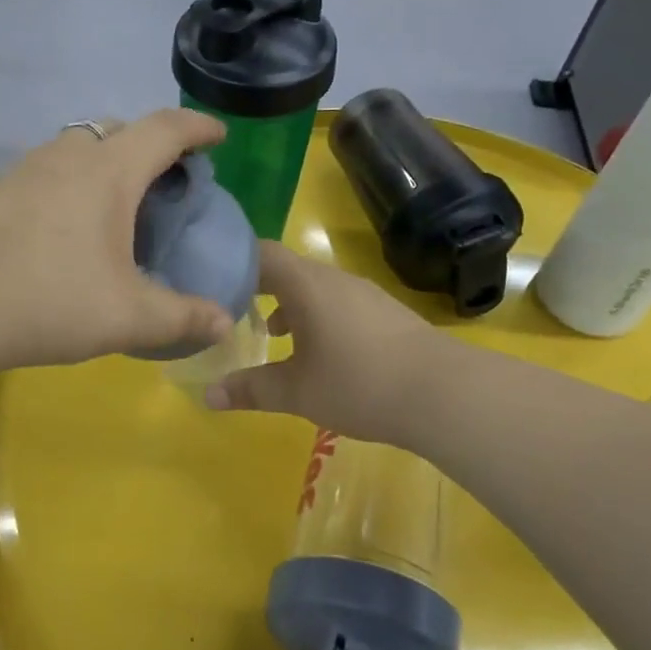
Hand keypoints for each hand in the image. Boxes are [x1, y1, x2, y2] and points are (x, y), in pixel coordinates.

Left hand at [0, 110, 234, 374]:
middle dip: (151, 144)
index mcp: (109, 172)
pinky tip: (68, 230)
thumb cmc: (47, 300)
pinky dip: (73, 184)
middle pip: (118, 129)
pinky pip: (49, 172)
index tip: (218, 136)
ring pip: (78, 148)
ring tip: (119, 207)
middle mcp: (67, 157)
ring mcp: (24, 171)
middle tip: (167, 181)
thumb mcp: (126, 316)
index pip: (165, 129)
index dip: (198, 127)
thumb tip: (225, 323)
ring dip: (107, 162)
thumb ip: (181, 317)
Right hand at [203, 242, 440, 446]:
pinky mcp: (386, 313)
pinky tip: (319, 352)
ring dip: (289, 305)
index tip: (212, 281)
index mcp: (306, 285)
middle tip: (232, 311)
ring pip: (315, 288)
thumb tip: (208, 396)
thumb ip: (250, 390)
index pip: (262, 253)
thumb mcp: (296, 392)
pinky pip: (339, 303)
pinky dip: (318, 317)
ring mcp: (364, 294)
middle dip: (258, 288)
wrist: (443, 393)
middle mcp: (334, 279)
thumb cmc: (358, 383)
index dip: (234, 262)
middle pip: (288, 270)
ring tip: (271, 334)